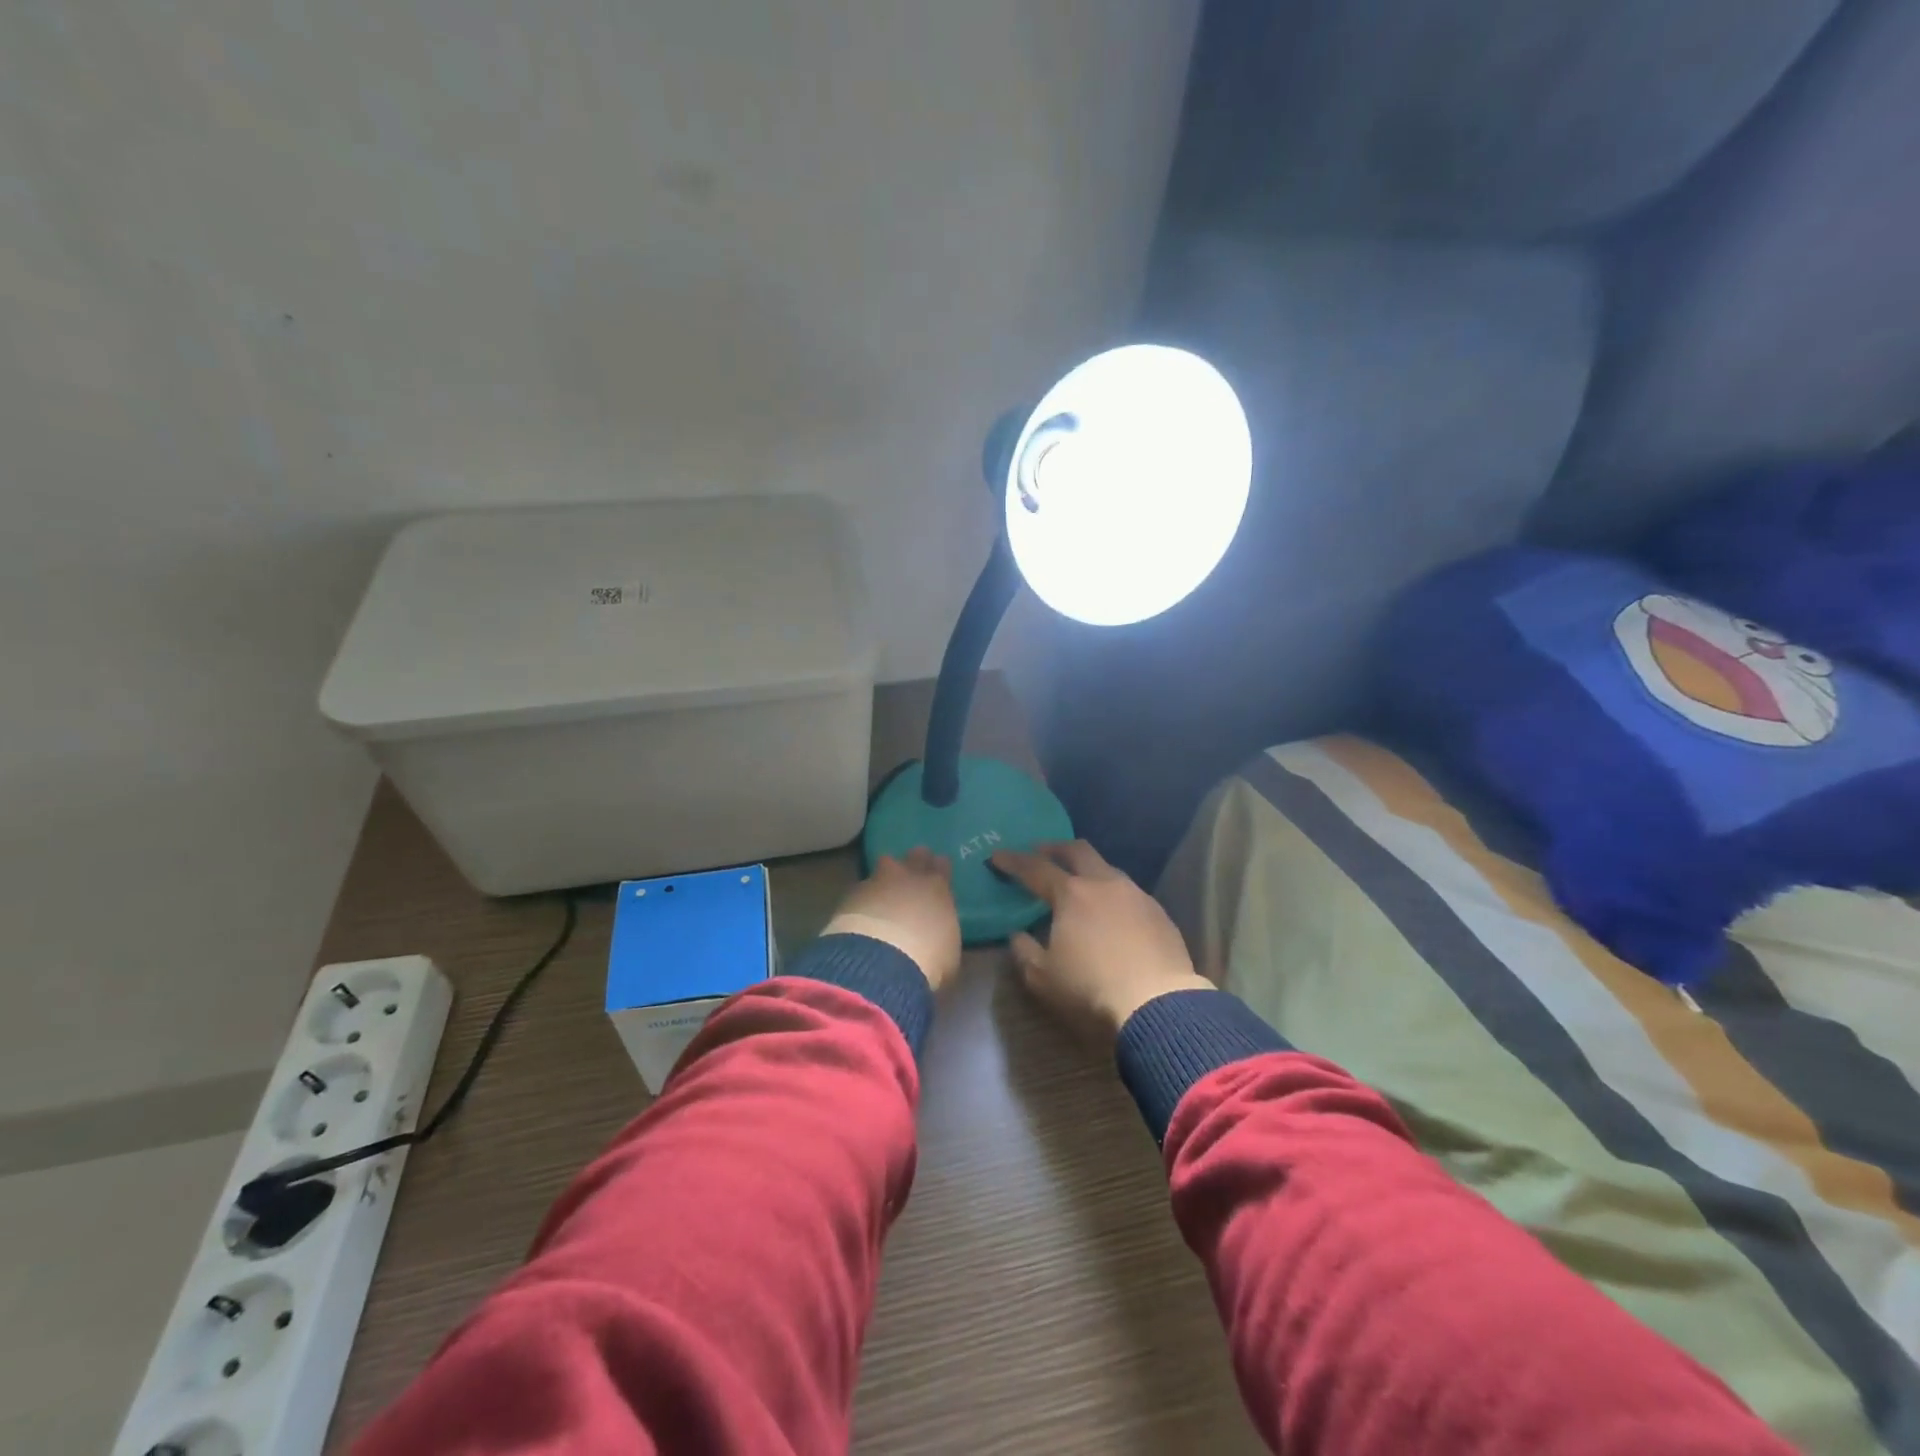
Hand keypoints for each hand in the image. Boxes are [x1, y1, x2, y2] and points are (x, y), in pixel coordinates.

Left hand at [824, 848, 962, 991]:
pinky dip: (864, 897)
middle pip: (914, 857)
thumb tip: (937, 935)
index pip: (942, 866)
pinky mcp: (851, 895)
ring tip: (884, 889)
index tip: (938, 871)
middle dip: (915, 861)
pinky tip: (862, 911)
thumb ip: (943, 933)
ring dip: (886, 875)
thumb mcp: (948, 953)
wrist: (882, 962)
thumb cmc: (928, 961)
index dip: (939, 867)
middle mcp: (909, 877)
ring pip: (884, 865)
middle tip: (912, 872)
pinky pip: (862, 888)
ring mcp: (878, 882)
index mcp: (938, 889)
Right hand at [992, 840, 1210, 1040]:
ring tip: (1079, 885)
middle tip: (1041, 853)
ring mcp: (1136, 895)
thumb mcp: (1043, 978)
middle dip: (1055, 848)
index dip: (1013, 861)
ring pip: (1108, 869)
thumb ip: (1024, 951)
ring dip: (1088, 870)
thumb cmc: (1091, 990)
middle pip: (1077, 851)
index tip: (997, 856)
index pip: (1035, 868)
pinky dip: (1112, 894)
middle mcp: (1104, 884)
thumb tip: (1018, 935)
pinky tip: (1111, 913)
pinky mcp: (1159, 913)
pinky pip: (1130, 893)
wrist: (1158, 1007)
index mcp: (1071, 894)